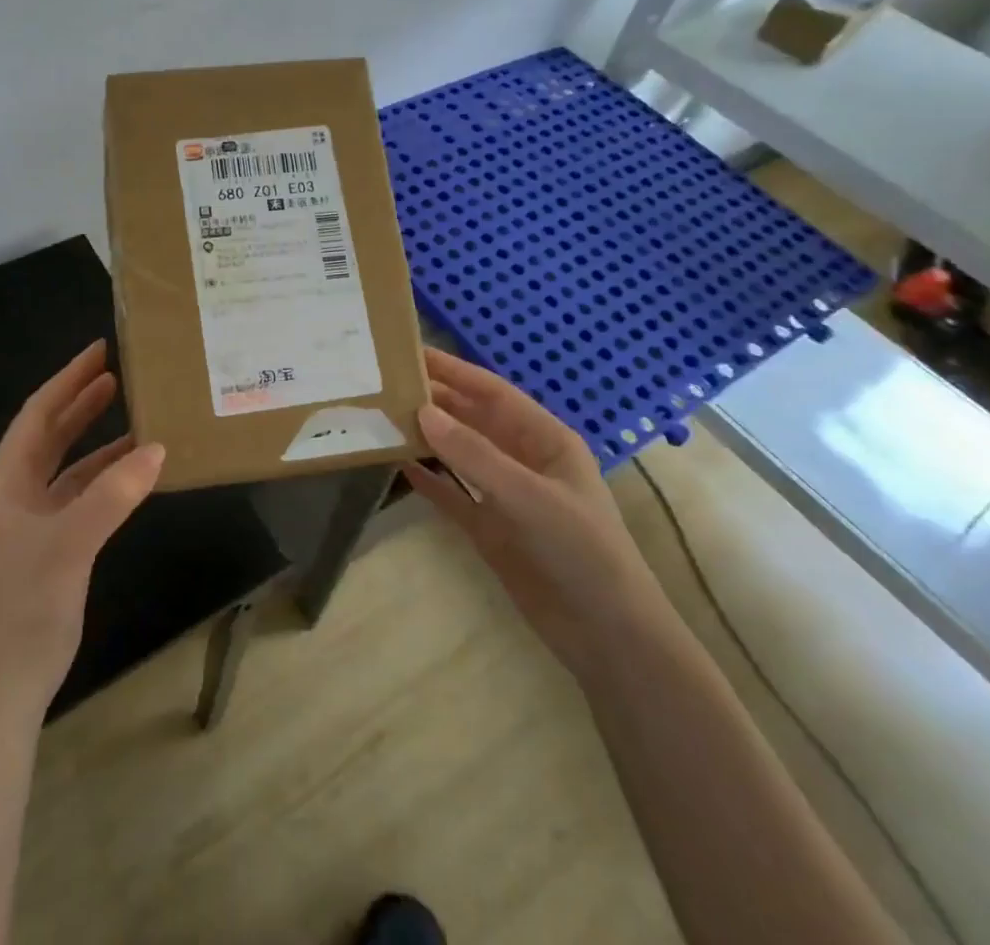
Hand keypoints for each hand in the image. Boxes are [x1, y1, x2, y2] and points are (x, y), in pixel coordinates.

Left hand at [0, 339, 163, 710]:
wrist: (1, 683)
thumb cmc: (24, 604)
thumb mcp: (69, 543)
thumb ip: (113, 494)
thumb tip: (157, 448)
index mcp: (6, 479)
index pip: (39, 412)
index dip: (69, 379)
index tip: (100, 349)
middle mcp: (16, 490)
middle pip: (52, 432)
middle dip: (83, 400)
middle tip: (120, 370)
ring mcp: (34, 519)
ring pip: (70, 464)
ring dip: (100, 439)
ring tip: (137, 413)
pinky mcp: (53, 544)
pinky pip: (84, 495)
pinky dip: (108, 477)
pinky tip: (137, 470)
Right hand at [404, 347, 671, 679]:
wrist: (605, 636)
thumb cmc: (579, 551)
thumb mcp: (528, 496)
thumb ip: (474, 453)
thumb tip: (422, 411)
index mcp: (544, 439)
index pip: (491, 392)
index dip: (453, 371)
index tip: (411, 353)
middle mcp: (523, 460)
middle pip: (472, 420)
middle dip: (435, 401)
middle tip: (386, 384)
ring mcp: (505, 495)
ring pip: (459, 455)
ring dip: (427, 438)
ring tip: (384, 419)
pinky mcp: (491, 529)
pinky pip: (453, 495)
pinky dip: (430, 480)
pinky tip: (400, 467)